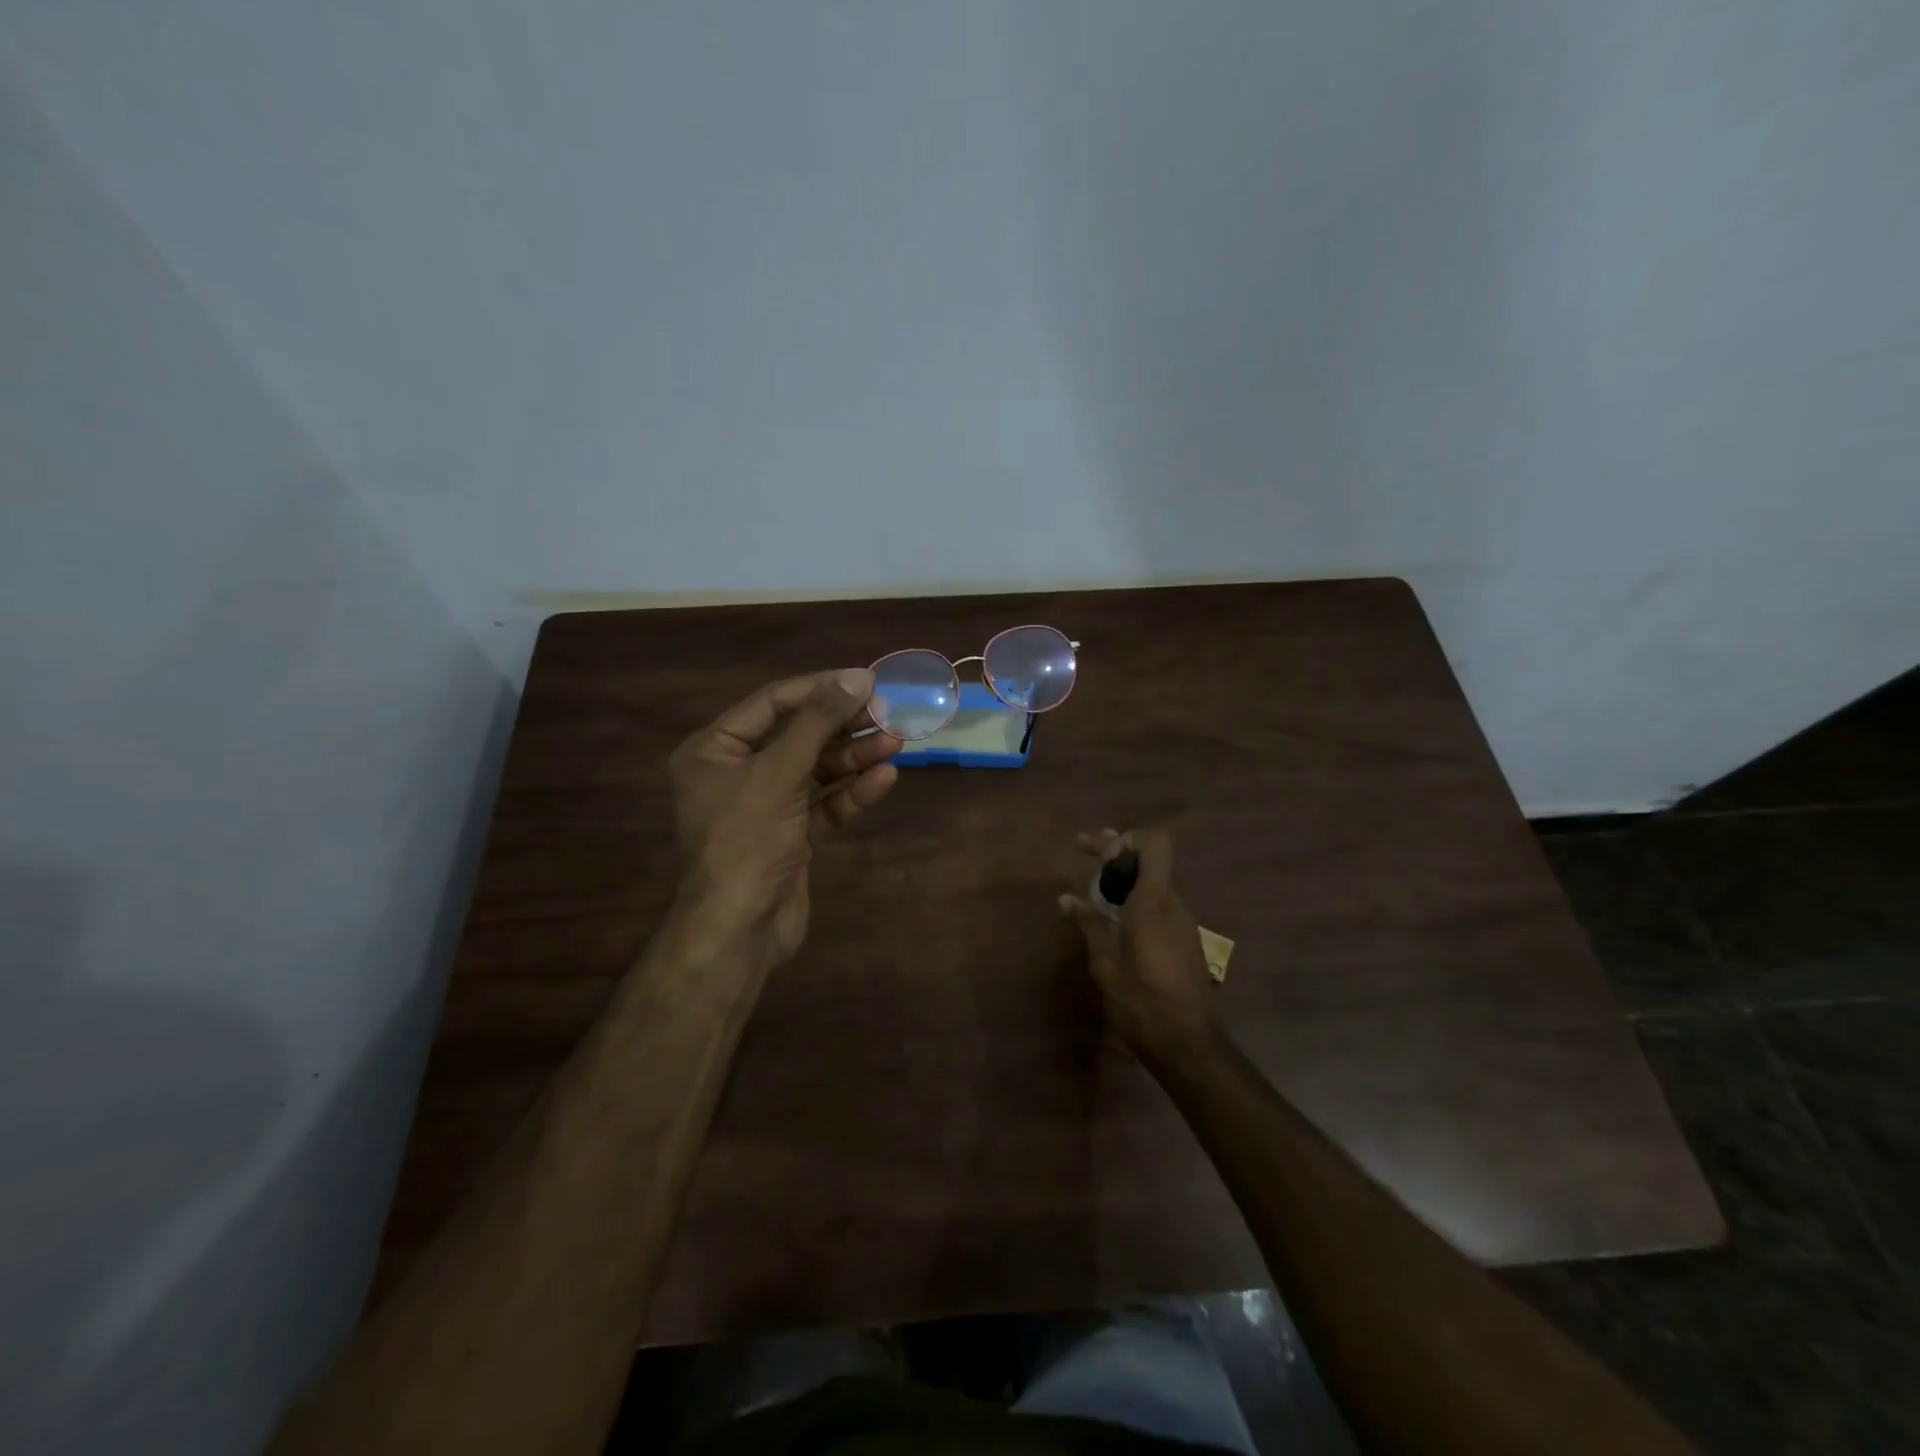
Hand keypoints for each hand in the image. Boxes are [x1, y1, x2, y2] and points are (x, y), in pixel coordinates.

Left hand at [668, 668, 900, 969]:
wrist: (739, 930)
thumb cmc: (746, 841)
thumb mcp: (779, 773)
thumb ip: (818, 723)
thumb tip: (858, 676)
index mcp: (714, 750)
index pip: (772, 703)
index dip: (819, 688)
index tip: (865, 679)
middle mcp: (737, 772)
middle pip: (799, 735)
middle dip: (843, 725)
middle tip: (888, 712)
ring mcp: (766, 805)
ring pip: (816, 770)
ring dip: (855, 757)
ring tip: (897, 742)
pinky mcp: (791, 834)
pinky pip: (824, 803)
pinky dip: (852, 792)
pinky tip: (885, 778)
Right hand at [1059, 828, 1217, 1066]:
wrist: (1186, 1042)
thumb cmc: (1140, 999)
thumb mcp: (1104, 962)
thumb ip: (1088, 924)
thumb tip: (1066, 899)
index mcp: (1153, 902)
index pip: (1155, 844)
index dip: (1127, 838)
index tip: (1098, 852)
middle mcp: (1173, 904)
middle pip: (1150, 861)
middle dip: (1116, 853)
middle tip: (1082, 848)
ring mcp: (1184, 923)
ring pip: (1154, 885)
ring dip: (1126, 879)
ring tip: (1094, 891)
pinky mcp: (1187, 940)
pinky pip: (1160, 907)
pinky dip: (1137, 901)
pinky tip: (1115, 921)